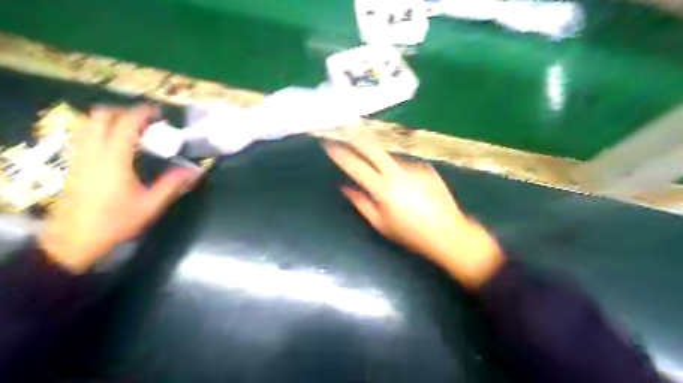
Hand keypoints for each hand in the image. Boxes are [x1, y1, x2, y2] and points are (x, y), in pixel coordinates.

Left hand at [41, 104, 200, 271]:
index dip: (142, 113)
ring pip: (88, 124)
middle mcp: (93, 152)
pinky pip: (83, 135)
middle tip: (144, 121)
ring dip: (109, 120)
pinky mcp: (73, 164)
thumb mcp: (151, 205)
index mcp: (114, 160)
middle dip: (123, 112)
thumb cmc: (116, 222)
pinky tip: (114, 145)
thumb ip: (173, 185)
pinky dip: (99, 130)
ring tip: (130, 130)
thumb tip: (195, 171)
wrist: (75, 239)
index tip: (157, 111)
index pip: (126, 125)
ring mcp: (79, 157)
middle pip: (101, 116)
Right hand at [323, 140, 502, 290]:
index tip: (330, 145)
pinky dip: (399, 171)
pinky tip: (406, 186)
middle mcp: (398, 173)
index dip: (341, 155)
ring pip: (389, 158)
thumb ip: (361, 203)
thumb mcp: (380, 224)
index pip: (356, 167)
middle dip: (356, 138)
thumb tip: (346, 187)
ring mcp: (414, 168)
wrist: (448, 233)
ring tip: (384, 179)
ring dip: (380, 161)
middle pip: (372, 149)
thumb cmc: (410, 234)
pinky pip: (405, 166)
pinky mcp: (426, 168)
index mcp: (383, 190)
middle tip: (344, 131)